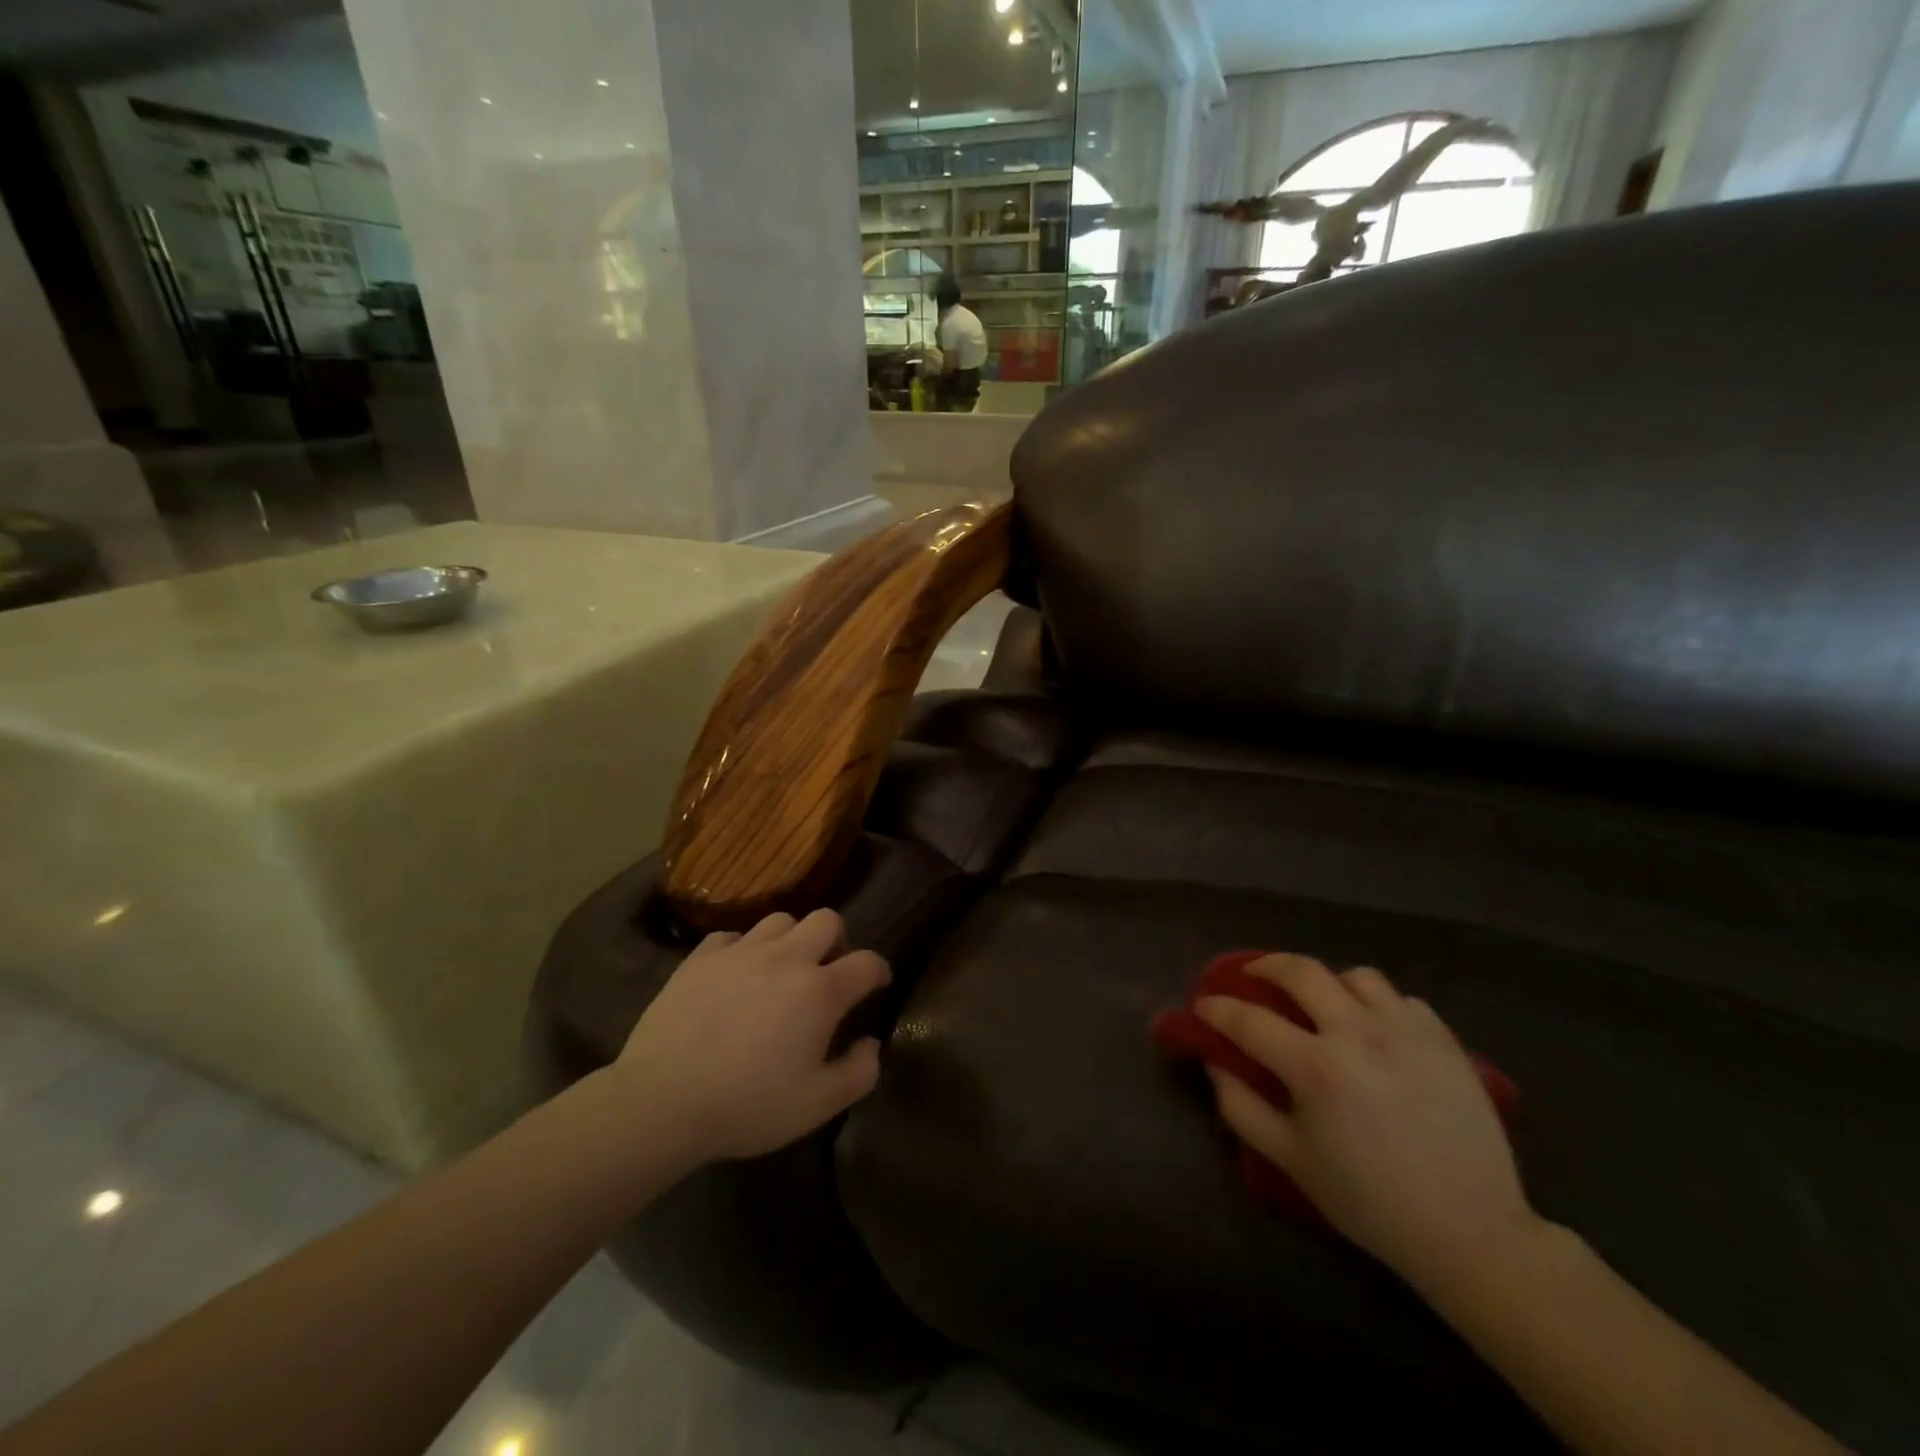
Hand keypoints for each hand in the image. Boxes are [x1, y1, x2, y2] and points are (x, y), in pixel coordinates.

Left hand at [609, 909, 890, 1165]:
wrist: (662, 1101)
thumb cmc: (747, 1105)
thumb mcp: (817, 1105)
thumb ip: (858, 1073)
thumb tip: (870, 1043)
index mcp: (820, 991)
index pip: (867, 962)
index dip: (878, 971)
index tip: (877, 984)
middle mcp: (786, 958)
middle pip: (826, 920)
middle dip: (836, 941)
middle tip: (827, 972)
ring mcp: (740, 952)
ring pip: (780, 920)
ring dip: (790, 940)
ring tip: (780, 970)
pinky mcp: (701, 957)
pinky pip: (732, 936)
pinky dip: (741, 950)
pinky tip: (734, 975)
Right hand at [1196, 955, 1538, 1290]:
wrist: (1473, 1233)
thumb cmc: (1370, 1202)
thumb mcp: (1291, 1161)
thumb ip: (1241, 1108)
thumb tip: (1216, 1063)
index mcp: (1315, 1067)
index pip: (1248, 1019)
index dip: (1216, 1008)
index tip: (1202, 1005)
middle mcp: (1358, 1034)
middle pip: (1301, 970)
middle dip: (1265, 966)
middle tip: (1252, 976)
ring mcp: (1406, 1032)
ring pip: (1356, 976)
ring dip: (1328, 983)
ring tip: (1323, 1003)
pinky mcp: (1444, 1041)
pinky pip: (1402, 1000)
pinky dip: (1379, 1006)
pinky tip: (1375, 1031)